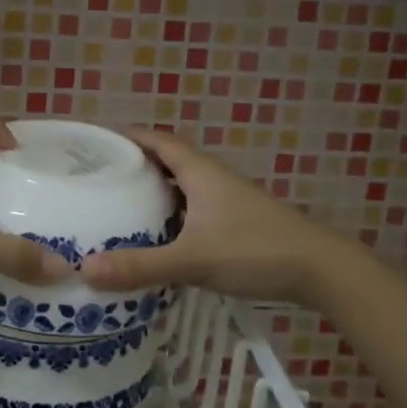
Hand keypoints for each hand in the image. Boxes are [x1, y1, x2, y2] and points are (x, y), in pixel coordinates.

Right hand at [78, 128, 327, 304]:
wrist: (321, 270)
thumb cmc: (255, 250)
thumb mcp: (192, 259)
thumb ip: (141, 266)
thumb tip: (85, 270)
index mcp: (200, 173)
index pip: (159, 141)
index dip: (130, 136)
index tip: (99, 142)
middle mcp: (213, 180)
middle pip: (169, 162)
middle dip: (137, 166)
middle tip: (101, 178)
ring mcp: (228, 202)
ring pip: (183, 188)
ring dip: (156, 192)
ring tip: (121, 207)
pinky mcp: (238, 223)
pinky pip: (195, 210)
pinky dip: (173, 216)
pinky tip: (160, 239)